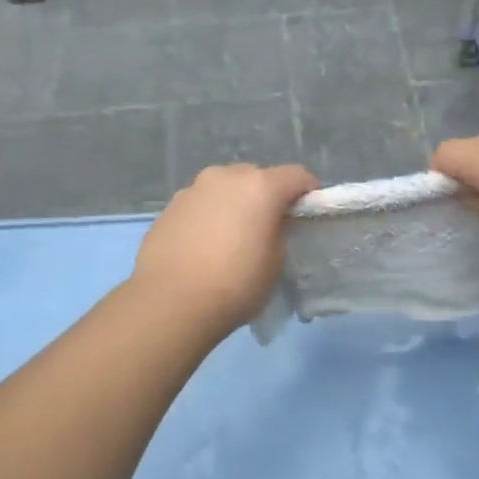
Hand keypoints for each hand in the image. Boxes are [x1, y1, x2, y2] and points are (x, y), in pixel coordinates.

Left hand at [131, 163, 319, 337]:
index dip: (308, 192)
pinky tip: (203, 246)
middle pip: (256, 177)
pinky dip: (208, 216)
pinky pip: (200, 204)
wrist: (170, 302)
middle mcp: (225, 176)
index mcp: (260, 186)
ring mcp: (193, 189)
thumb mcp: (276, 262)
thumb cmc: (235, 284)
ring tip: (231, 238)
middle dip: (266, 196)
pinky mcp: (169, 206)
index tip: (309, 214)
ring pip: (224, 189)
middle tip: (267, 227)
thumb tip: (272, 222)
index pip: (296, 176)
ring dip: (234, 204)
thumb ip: (280, 231)